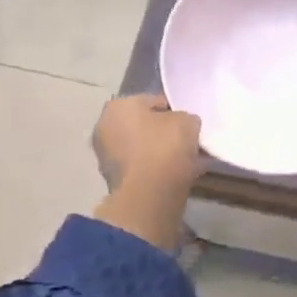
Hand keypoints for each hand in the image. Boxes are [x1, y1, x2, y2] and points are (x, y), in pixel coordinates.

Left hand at [92, 94, 201, 250]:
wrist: (150, 195)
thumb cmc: (165, 146)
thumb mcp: (187, 121)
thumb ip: (185, 118)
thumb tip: (184, 125)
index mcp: (118, 106)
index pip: (152, 101)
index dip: (174, 110)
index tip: (189, 122)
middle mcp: (105, 128)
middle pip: (145, 126)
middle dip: (166, 133)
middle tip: (189, 141)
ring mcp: (107, 157)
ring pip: (145, 149)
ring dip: (164, 153)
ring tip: (191, 160)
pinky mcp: (116, 182)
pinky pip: (144, 169)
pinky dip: (160, 170)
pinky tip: (182, 174)